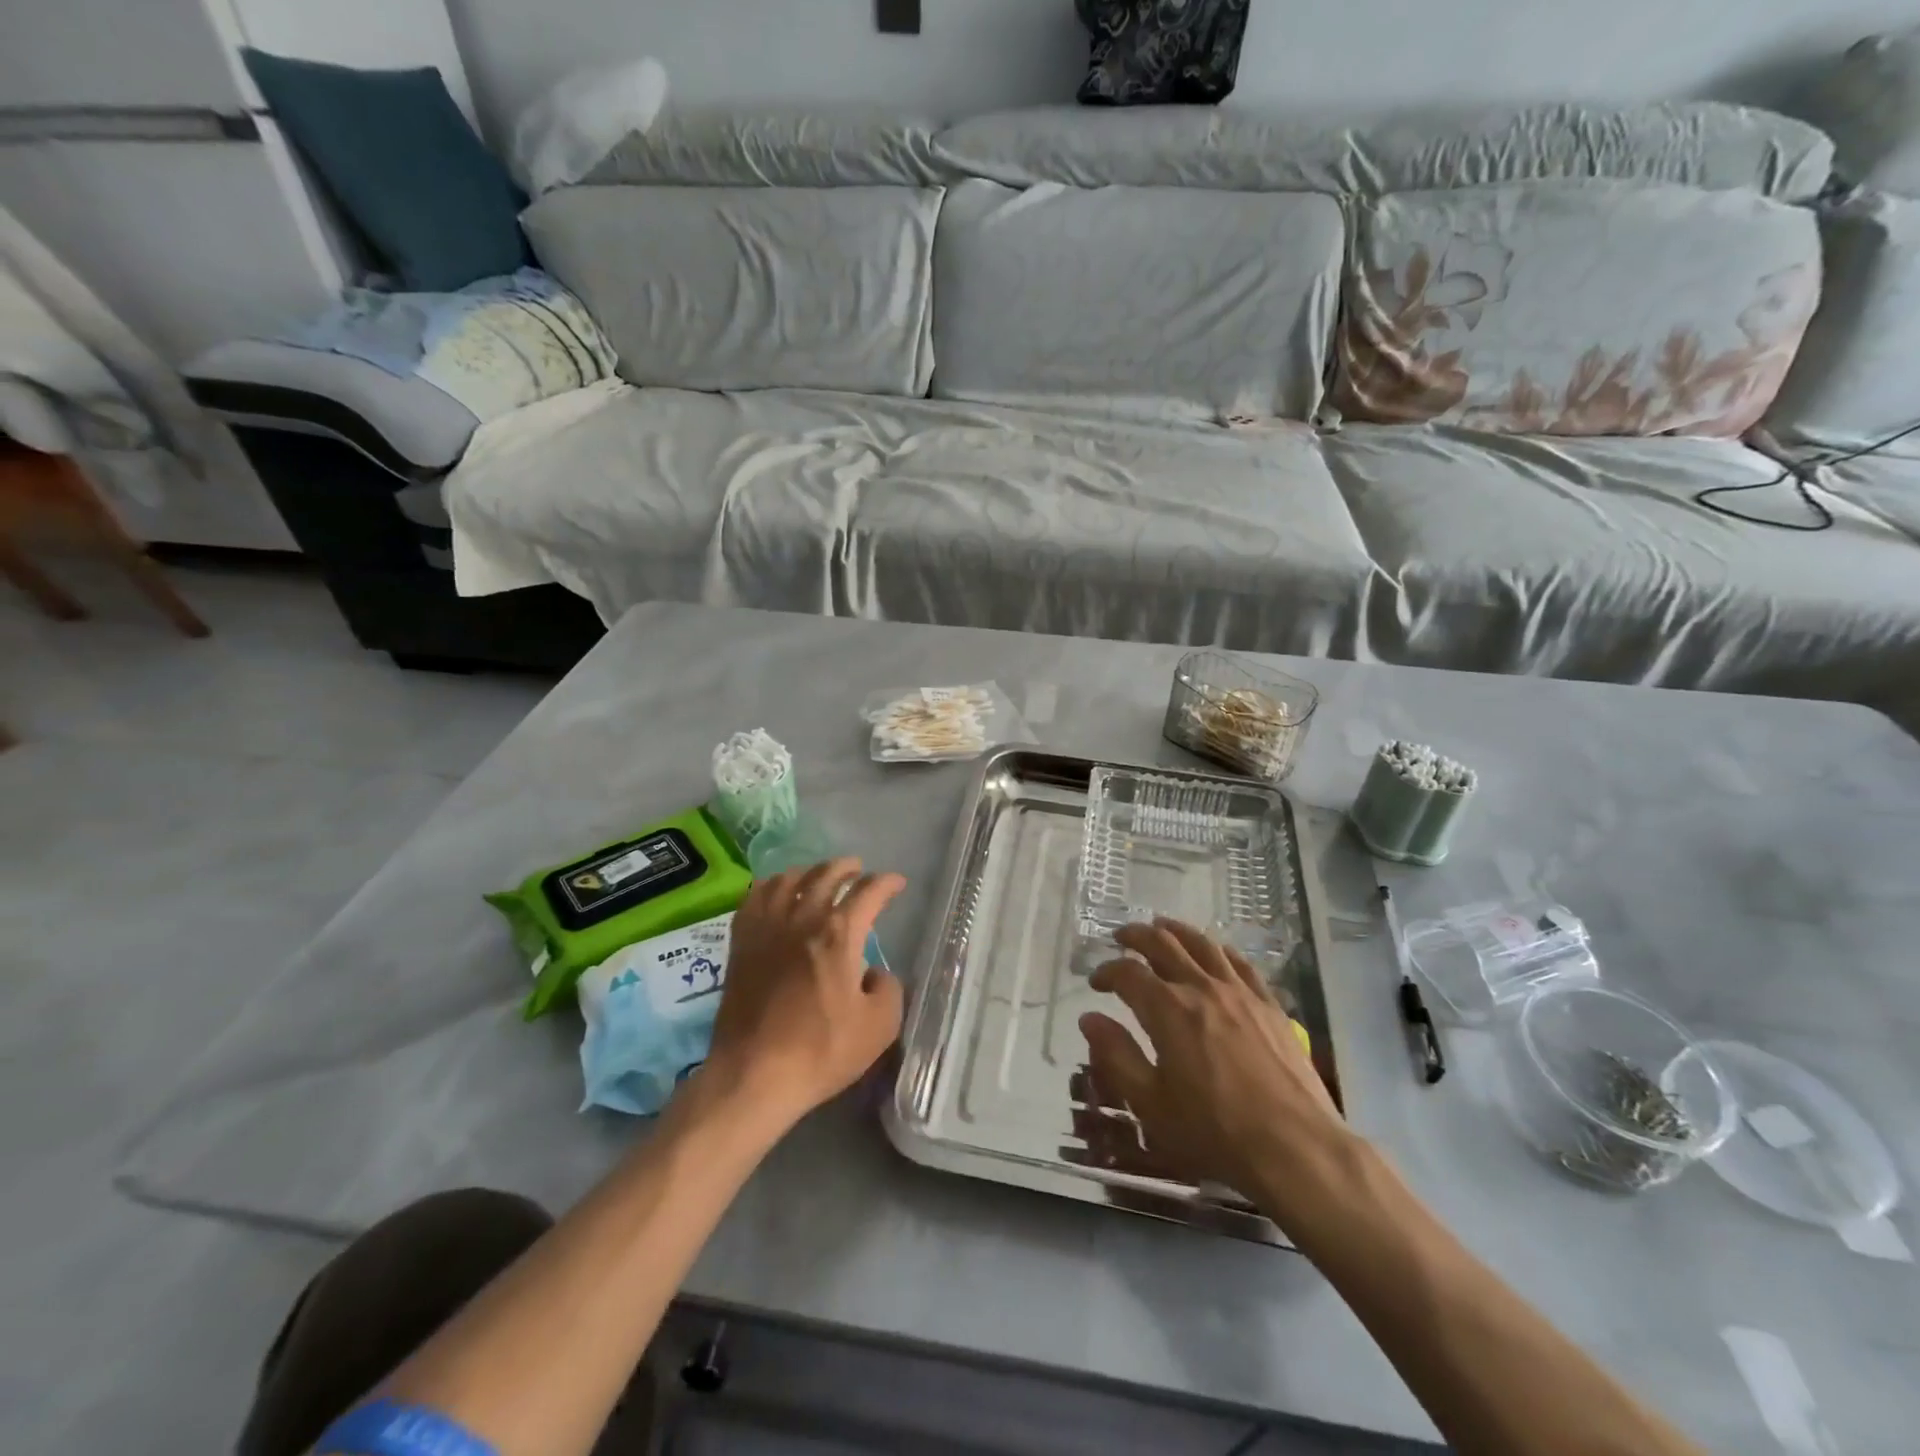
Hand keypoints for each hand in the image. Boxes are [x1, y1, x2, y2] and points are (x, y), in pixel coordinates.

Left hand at [704, 858, 905, 1124]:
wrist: (753, 1074)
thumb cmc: (821, 1051)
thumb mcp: (879, 1026)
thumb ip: (887, 988)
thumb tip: (873, 972)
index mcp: (839, 933)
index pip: (868, 892)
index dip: (886, 883)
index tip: (897, 884)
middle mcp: (803, 918)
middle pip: (826, 875)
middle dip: (847, 868)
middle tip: (858, 870)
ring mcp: (767, 927)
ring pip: (788, 880)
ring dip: (810, 872)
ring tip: (818, 876)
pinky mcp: (741, 943)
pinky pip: (754, 897)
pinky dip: (770, 885)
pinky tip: (775, 890)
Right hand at [1077, 918, 1350, 1219]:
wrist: (1296, 1150)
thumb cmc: (1215, 1133)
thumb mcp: (1151, 1104)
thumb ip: (1116, 1056)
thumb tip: (1090, 1018)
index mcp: (1168, 1009)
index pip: (1128, 973)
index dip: (1107, 972)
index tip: (1095, 982)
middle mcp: (1202, 988)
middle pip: (1164, 944)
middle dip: (1136, 937)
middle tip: (1121, 937)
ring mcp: (1241, 993)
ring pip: (1203, 944)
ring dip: (1176, 931)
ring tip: (1162, 927)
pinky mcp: (1270, 1006)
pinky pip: (1241, 963)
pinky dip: (1219, 950)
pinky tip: (1215, 952)